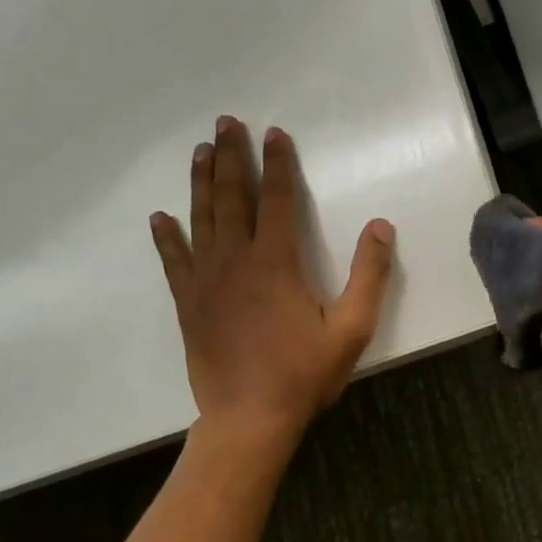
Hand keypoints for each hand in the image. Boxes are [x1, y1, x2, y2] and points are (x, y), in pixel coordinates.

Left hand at [150, 117, 394, 439]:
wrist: (248, 418)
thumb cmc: (304, 373)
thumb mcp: (352, 328)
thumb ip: (369, 275)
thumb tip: (380, 226)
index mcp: (277, 262)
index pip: (279, 200)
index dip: (279, 163)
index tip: (274, 133)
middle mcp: (236, 261)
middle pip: (233, 197)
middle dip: (231, 157)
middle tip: (225, 123)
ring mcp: (206, 281)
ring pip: (201, 219)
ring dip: (202, 182)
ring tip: (201, 152)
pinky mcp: (188, 303)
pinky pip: (174, 260)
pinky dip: (167, 236)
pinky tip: (161, 216)